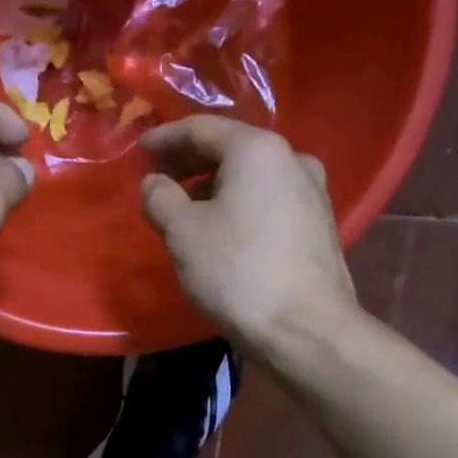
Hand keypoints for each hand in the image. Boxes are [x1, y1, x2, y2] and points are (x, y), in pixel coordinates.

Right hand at [140, 117, 357, 347]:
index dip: (165, 138)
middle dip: (189, 162)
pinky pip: (268, 199)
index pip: (202, 128)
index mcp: (258, 150)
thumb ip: (160, 197)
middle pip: (231, 148)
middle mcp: (292, 159)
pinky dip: (238, 203)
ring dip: (214, 184)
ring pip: (251, 176)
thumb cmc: (237, 271)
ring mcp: (312, 192)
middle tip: (158, 178)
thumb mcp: (182, 232)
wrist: (305, 329)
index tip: (139, 152)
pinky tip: (220, 227)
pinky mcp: (318, 224)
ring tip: (184, 207)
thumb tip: (155, 183)